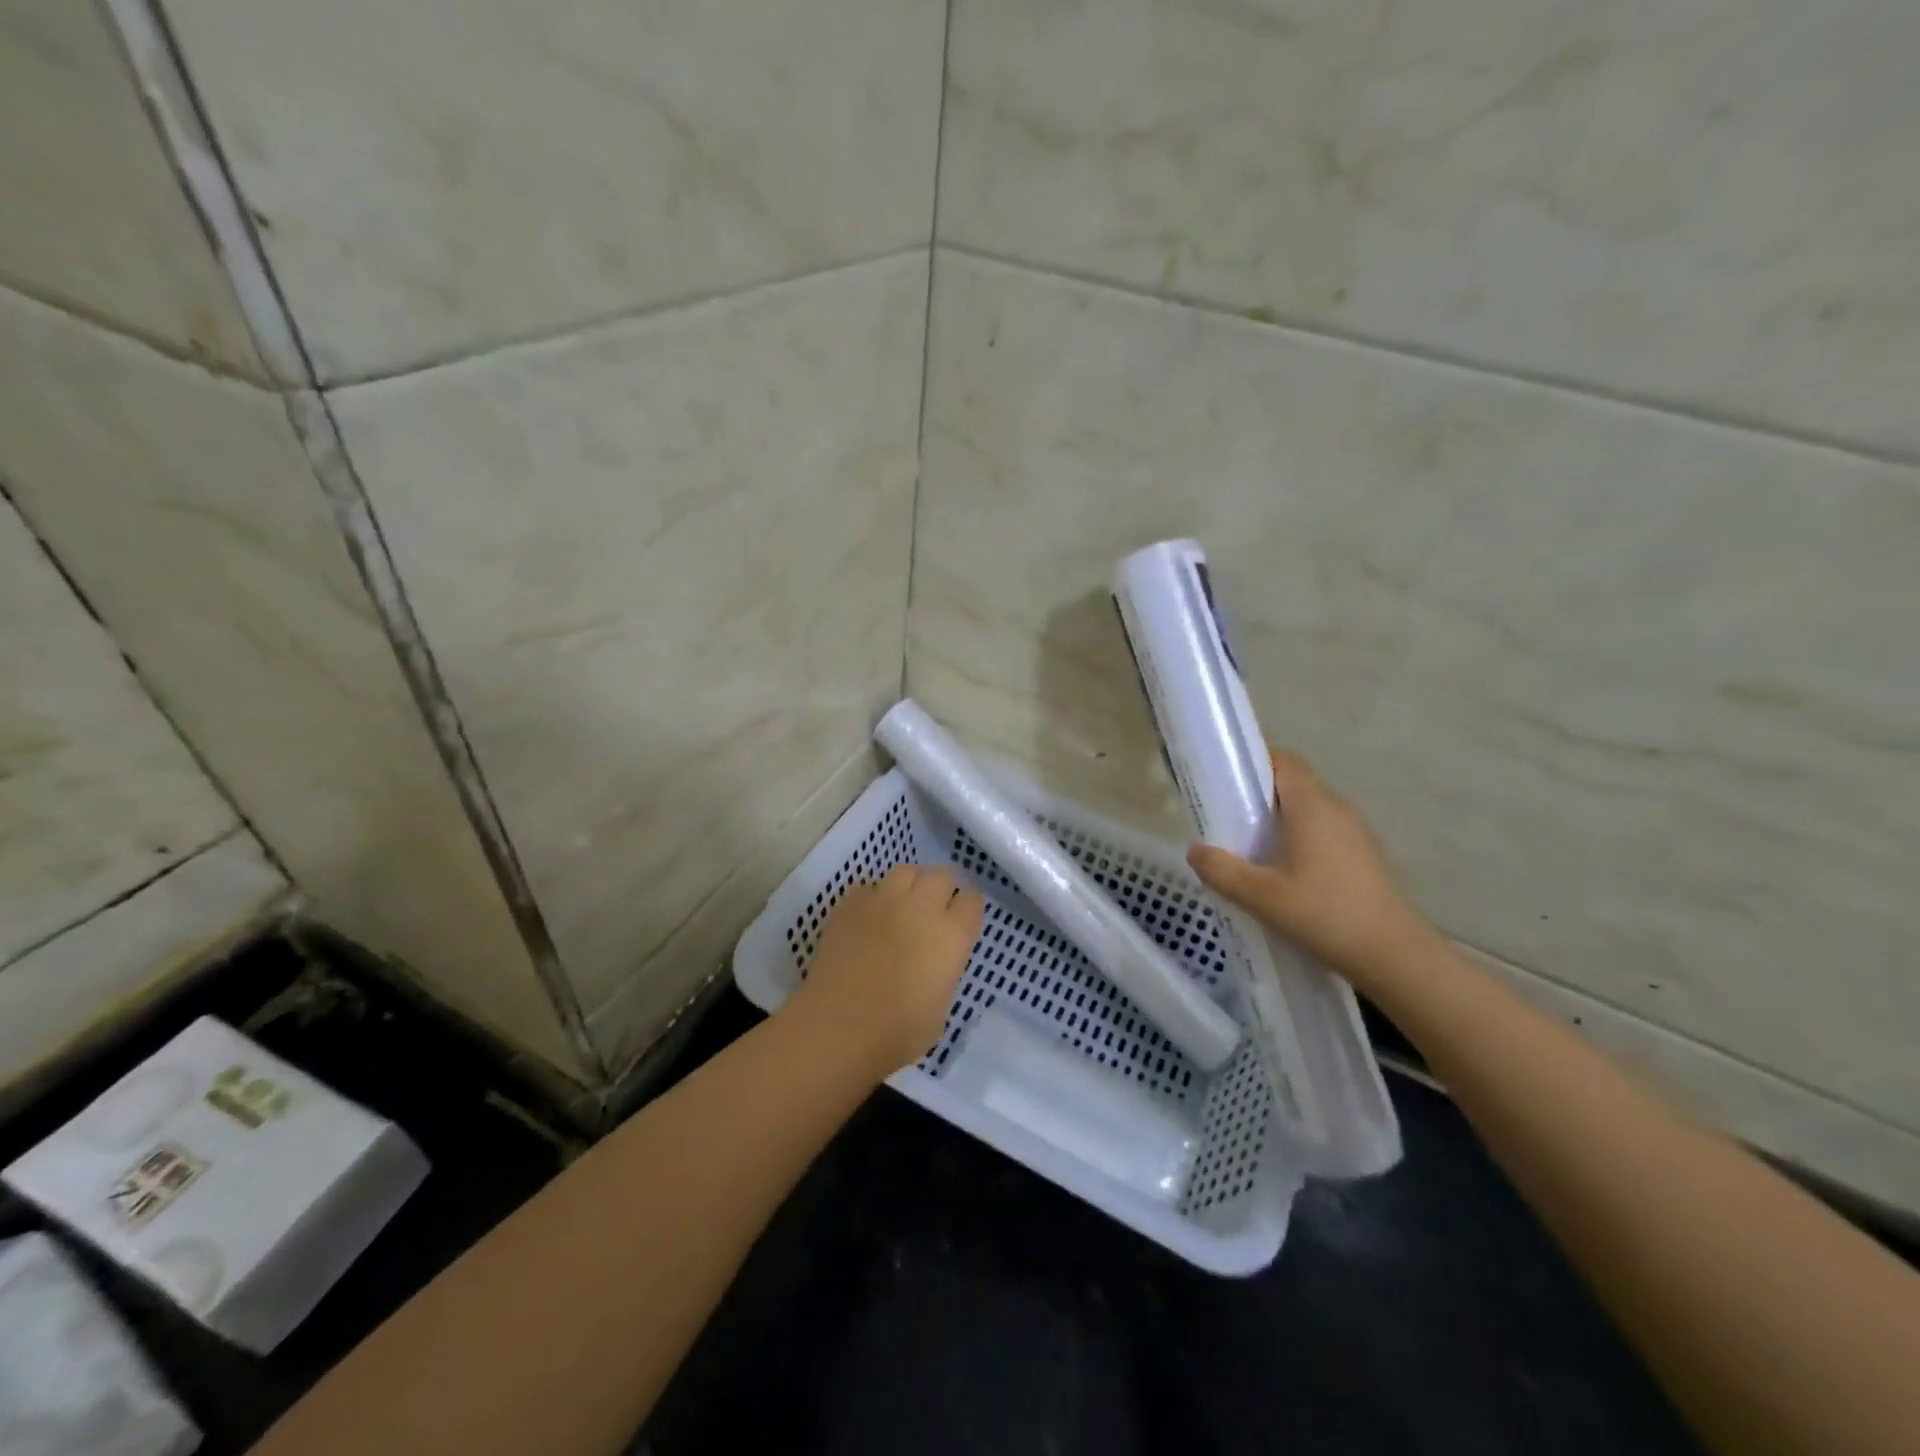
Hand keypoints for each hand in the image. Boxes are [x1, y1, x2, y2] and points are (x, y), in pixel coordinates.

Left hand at [784, 864, 985, 1074]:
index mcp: (952, 934)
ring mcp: (883, 900)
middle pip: (941, 875)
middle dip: (941, 889)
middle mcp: (922, 907)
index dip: (967, 909)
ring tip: (902, 906)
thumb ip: (943, 972)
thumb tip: (933, 963)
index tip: (960, 922)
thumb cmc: (898, 1032)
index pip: (972, 900)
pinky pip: (869, 886)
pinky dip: (874, 897)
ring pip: (905, 871)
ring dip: (910, 885)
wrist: (839, 1027)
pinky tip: (869, 918)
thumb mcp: (941, 1008)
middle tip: (933, 912)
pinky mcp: (850, 904)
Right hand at [1186, 748, 1439, 988]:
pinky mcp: (1364, 857)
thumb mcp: (1260, 896)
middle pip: (1294, 785)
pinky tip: (1284, 875)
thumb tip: (1194, 850)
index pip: (1284, 761)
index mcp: (1312, 805)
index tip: (1225, 781)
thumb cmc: (1324, 914)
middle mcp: (1336, 809)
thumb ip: (1221, 870)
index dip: (1254, 762)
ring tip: (1250, 850)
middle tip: (1227, 820)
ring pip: (1309, 812)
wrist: (1393, 956)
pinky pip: (1324, 834)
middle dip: (1259, 796)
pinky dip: (1300, 841)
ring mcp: (1356, 833)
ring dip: (1280, 822)